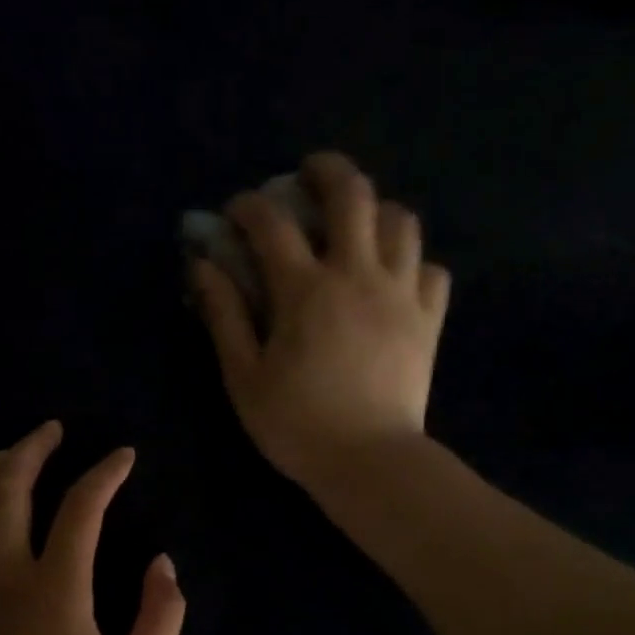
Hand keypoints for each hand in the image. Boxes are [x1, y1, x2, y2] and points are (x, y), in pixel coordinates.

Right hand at [189, 151, 449, 493]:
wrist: (369, 462)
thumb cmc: (297, 425)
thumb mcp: (245, 377)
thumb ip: (224, 316)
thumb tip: (202, 266)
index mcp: (305, 290)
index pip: (272, 223)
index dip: (249, 206)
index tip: (237, 211)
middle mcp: (358, 275)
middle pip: (353, 194)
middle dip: (327, 171)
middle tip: (310, 175)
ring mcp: (400, 294)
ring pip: (401, 221)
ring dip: (376, 210)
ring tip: (358, 224)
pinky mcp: (429, 320)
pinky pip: (432, 270)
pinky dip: (413, 262)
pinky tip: (396, 277)